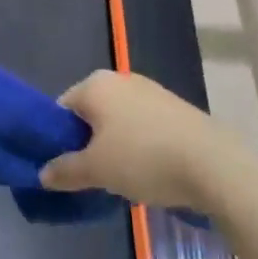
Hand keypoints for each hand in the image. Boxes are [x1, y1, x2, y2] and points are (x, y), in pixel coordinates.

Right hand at [40, 70, 223, 211]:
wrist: (214, 164)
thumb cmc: (143, 158)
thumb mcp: (96, 170)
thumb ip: (65, 170)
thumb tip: (43, 173)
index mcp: (95, 85)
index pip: (62, 108)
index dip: (58, 138)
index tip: (65, 167)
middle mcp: (121, 80)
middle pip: (91, 113)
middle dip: (88, 143)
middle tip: (92, 175)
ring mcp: (152, 92)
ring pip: (119, 121)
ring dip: (115, 147)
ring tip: (124, 179)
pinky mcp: (177, 109)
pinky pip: (145, 127)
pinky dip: (141, 146)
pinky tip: (151, 172)